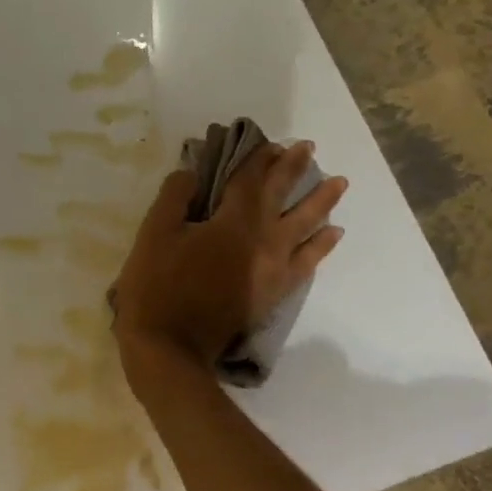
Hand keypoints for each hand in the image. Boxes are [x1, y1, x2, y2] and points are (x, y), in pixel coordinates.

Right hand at [112, 140, 347, 375]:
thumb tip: (193, 173)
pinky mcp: (273, 293)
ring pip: (306, 227)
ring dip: (322, 202)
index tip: (269, 141)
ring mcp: (273, 269)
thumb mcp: (152, 235)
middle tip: (310, 148)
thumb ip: (174, 197)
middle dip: (294, 169)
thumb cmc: (156, 288)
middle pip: (283, 196)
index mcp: (233, 222)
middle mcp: (262, 240)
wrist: (170, 348)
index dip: (258, 157)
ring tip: (339, 184)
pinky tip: (331, 236)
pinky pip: (306, 264)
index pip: (250, 179)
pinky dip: (320, 247)